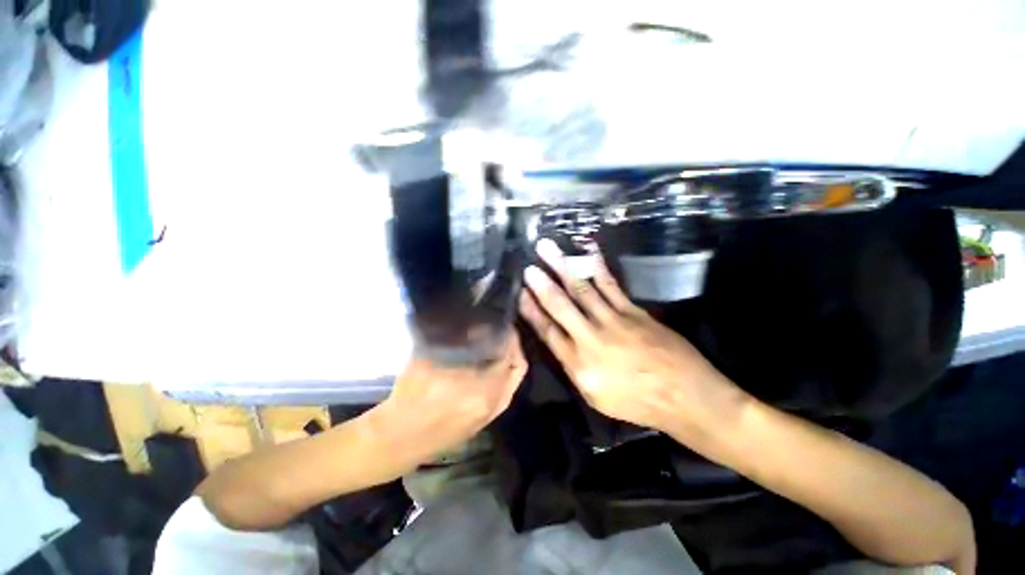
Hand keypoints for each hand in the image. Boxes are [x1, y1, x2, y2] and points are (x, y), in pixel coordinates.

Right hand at [373, 333, 526, 468]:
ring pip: (510, 384)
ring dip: (506, 364)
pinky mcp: (482, 424)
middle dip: (513, 350)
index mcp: (484, 389)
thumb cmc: (411, 397)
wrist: (397, 440)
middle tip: (502, 335)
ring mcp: (489, 416)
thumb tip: (467, 326)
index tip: (502, 326)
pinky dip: (499, 379)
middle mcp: (493, 403)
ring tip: (493, 350)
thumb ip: (451, 342)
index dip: (509, 338)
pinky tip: (483, 371)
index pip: (510, 356)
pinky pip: (501, 396)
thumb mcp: (429, 360)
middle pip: (517, 370)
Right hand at [519, 239, 742, 436]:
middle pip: (560, 305)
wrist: (685, 396)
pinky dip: (598, 266)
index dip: (531, 311)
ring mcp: (613, 320)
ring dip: (562, 266)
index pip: (547, 331)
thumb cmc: (637, 403)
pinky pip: (610, 284)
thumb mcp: (596, 397)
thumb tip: (559, 341)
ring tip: (547, 248)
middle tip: (527, 265)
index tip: (519, 294)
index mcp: (579, 364)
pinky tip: (587, 250)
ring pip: (581, 289)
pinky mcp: (633, 310)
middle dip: (541, 284)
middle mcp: (591, 338)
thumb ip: (574, 367)